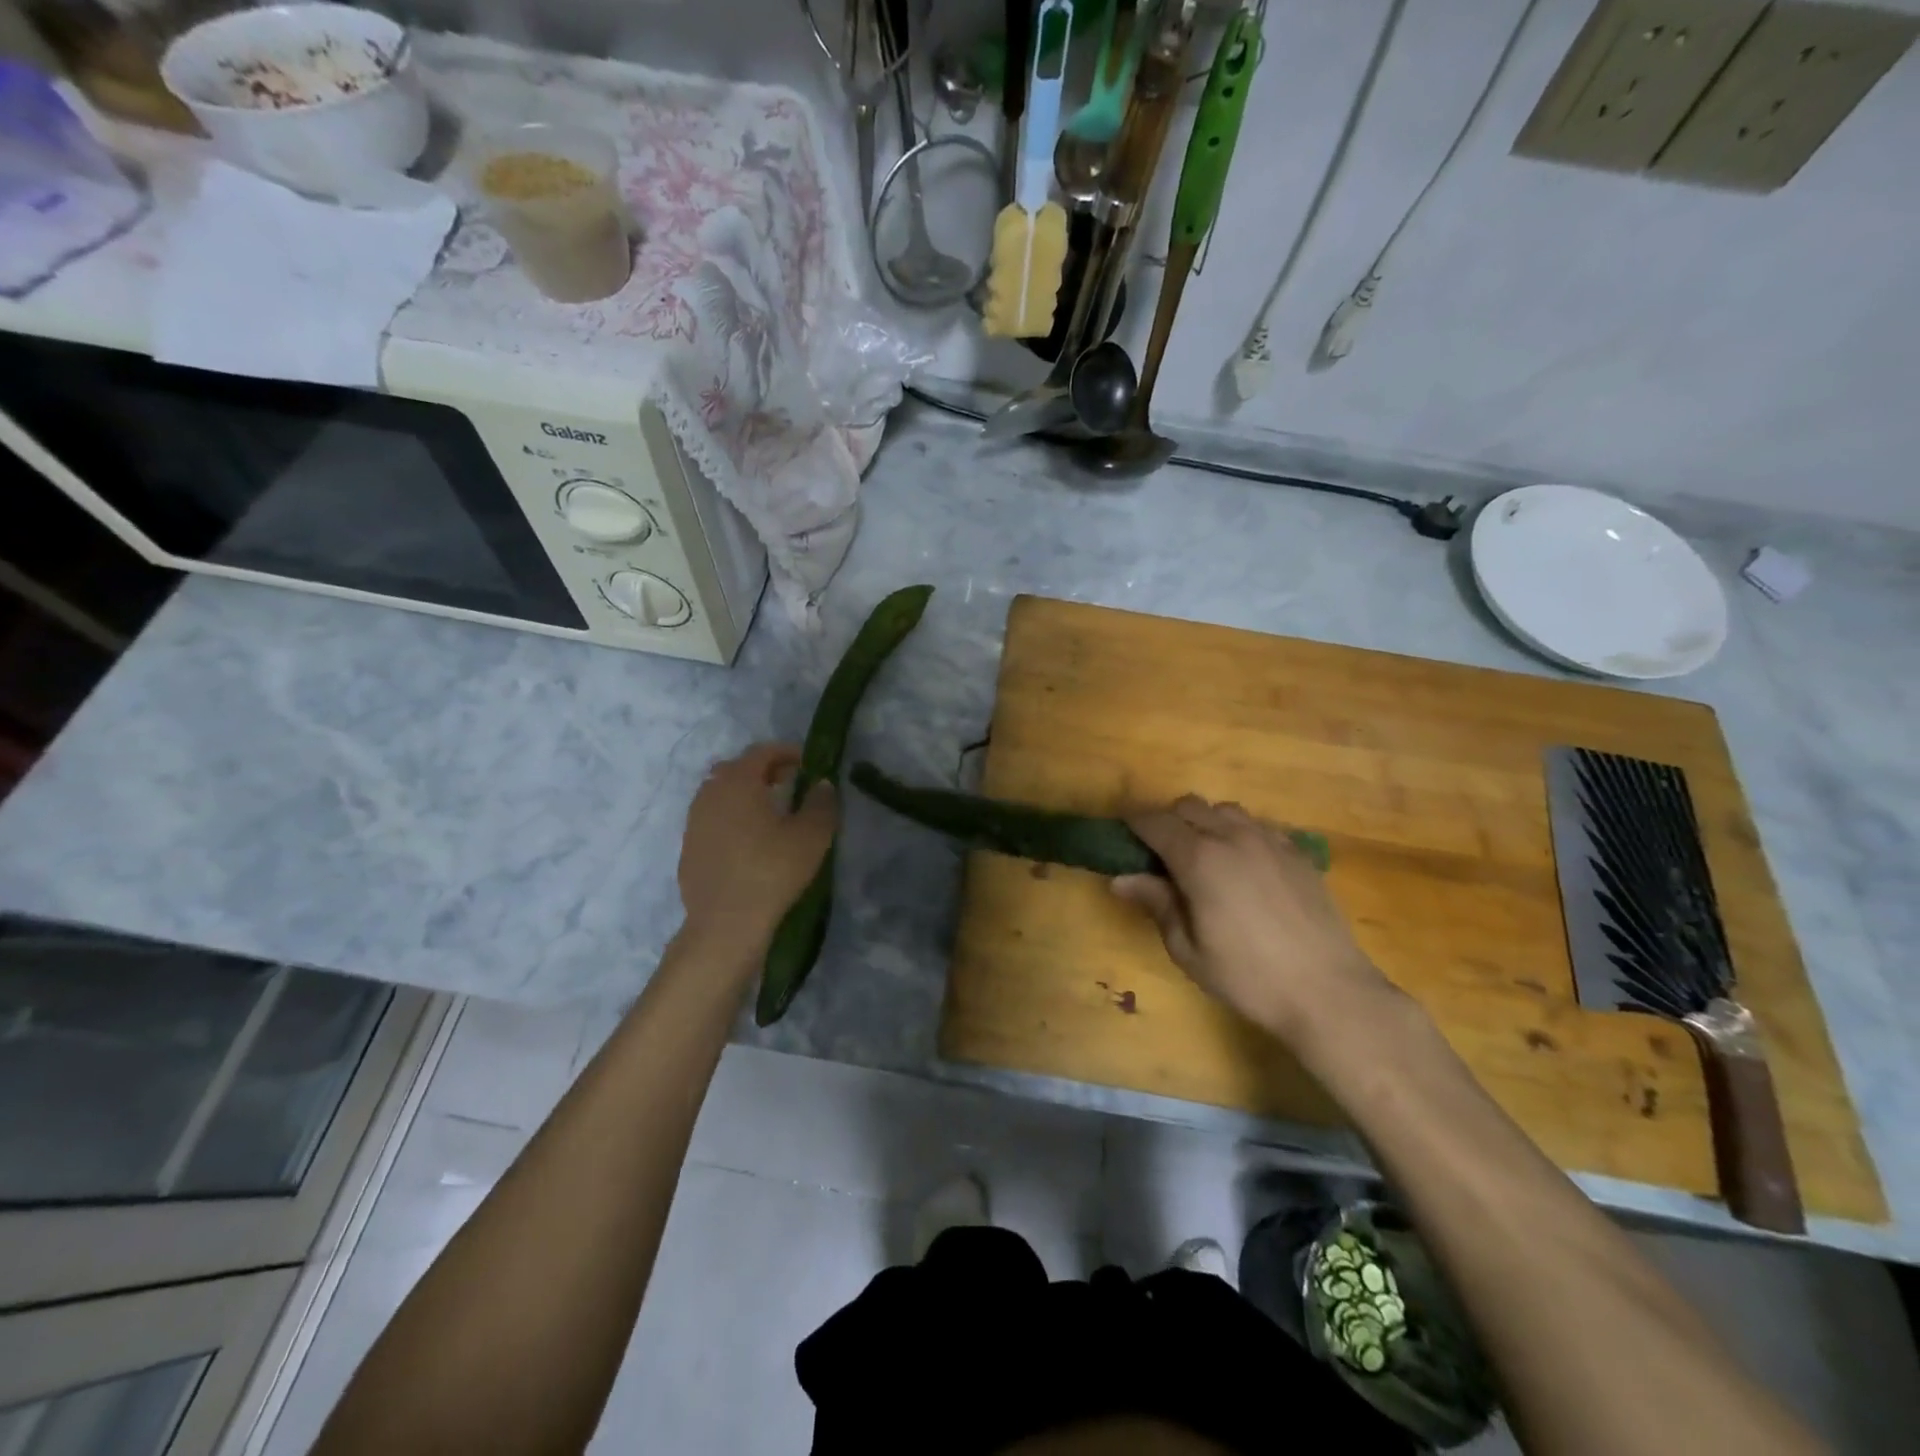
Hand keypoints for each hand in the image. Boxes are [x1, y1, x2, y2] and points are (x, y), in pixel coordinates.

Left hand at [678, 744, 835, 958]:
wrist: (726, 924)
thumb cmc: (772, 871)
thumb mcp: (812, 836)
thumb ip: (821, 803)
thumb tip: (822, 784)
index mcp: (738, 782)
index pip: (761, 752)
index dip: (787, 752)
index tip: (808, 762)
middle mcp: (710, 794)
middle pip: (736, 769)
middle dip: (764, 770)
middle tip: (790, 782)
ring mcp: (694, 823)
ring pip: (720, 795)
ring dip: (745, 795)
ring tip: (770, 812)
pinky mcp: (689, 849)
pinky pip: (712, 821)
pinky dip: (731, 819)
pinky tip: (749, 842)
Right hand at [1112, 796, 1394, 1047]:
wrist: (1329, 991)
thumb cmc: (1248, 976)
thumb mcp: (1188, 949)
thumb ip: (1156, 904)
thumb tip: (1120, 878)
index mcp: (1199, 859)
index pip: (1155, 822)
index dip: (1133, 822)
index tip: (1121, 832)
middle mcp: (1232, 837)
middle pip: (1189, 806)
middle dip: (1168, 820)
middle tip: (1160, 853)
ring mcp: (1270, 841)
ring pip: (1225, 809)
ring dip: (1205, 822)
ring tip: (1204, 855)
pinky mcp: (1297, 852)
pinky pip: (1258, 825)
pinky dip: (1239, 833)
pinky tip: (1243, 865)